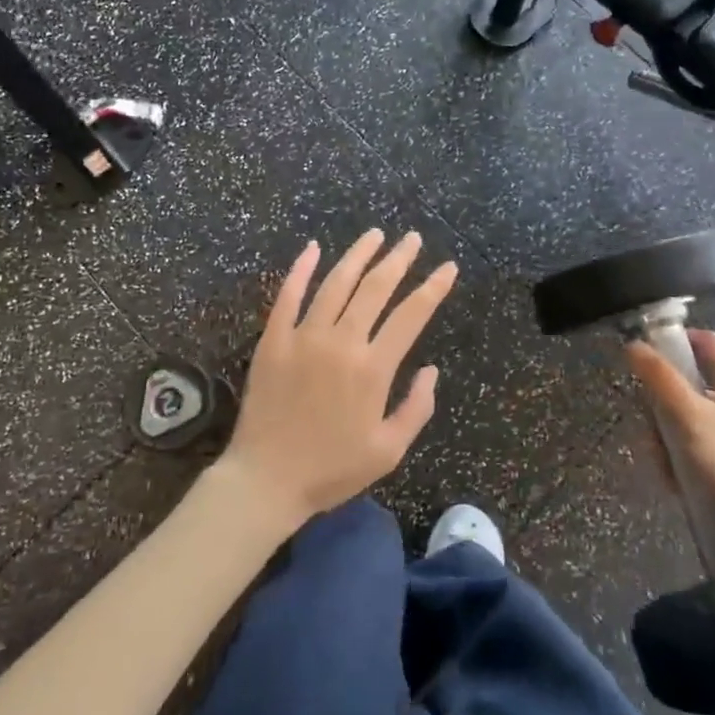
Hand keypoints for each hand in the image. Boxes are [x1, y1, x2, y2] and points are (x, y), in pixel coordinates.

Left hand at [218, 230, 457, 531]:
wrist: (266, 480)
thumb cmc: (331, 470)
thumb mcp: (388, 451)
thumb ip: (416, 408)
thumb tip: (432, 369)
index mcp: (373, 368)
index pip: (411, 315)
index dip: (433, 288)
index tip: (448, 267)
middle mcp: (341, 342)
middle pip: (375, 288)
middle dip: (398, 260)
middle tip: (411, 238)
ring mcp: (304, 336)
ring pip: (336, 283)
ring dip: (358, 255)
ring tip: (375, 235)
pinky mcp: (273, 339)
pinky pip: (288, 295)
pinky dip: (301, 269)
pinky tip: (313, 248)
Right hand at [626, 329, 714, 570]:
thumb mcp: (690, 417)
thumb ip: (660, 378)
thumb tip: (635, 344)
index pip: (704, 341)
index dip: (673, 341)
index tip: (642, 357)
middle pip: (690, 386)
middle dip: (662, 405)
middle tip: (650, 427)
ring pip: (691, 423)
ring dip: (669, 440)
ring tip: (665, 467)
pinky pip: (702, 454)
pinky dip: (685, 464)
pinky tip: (678, 486)